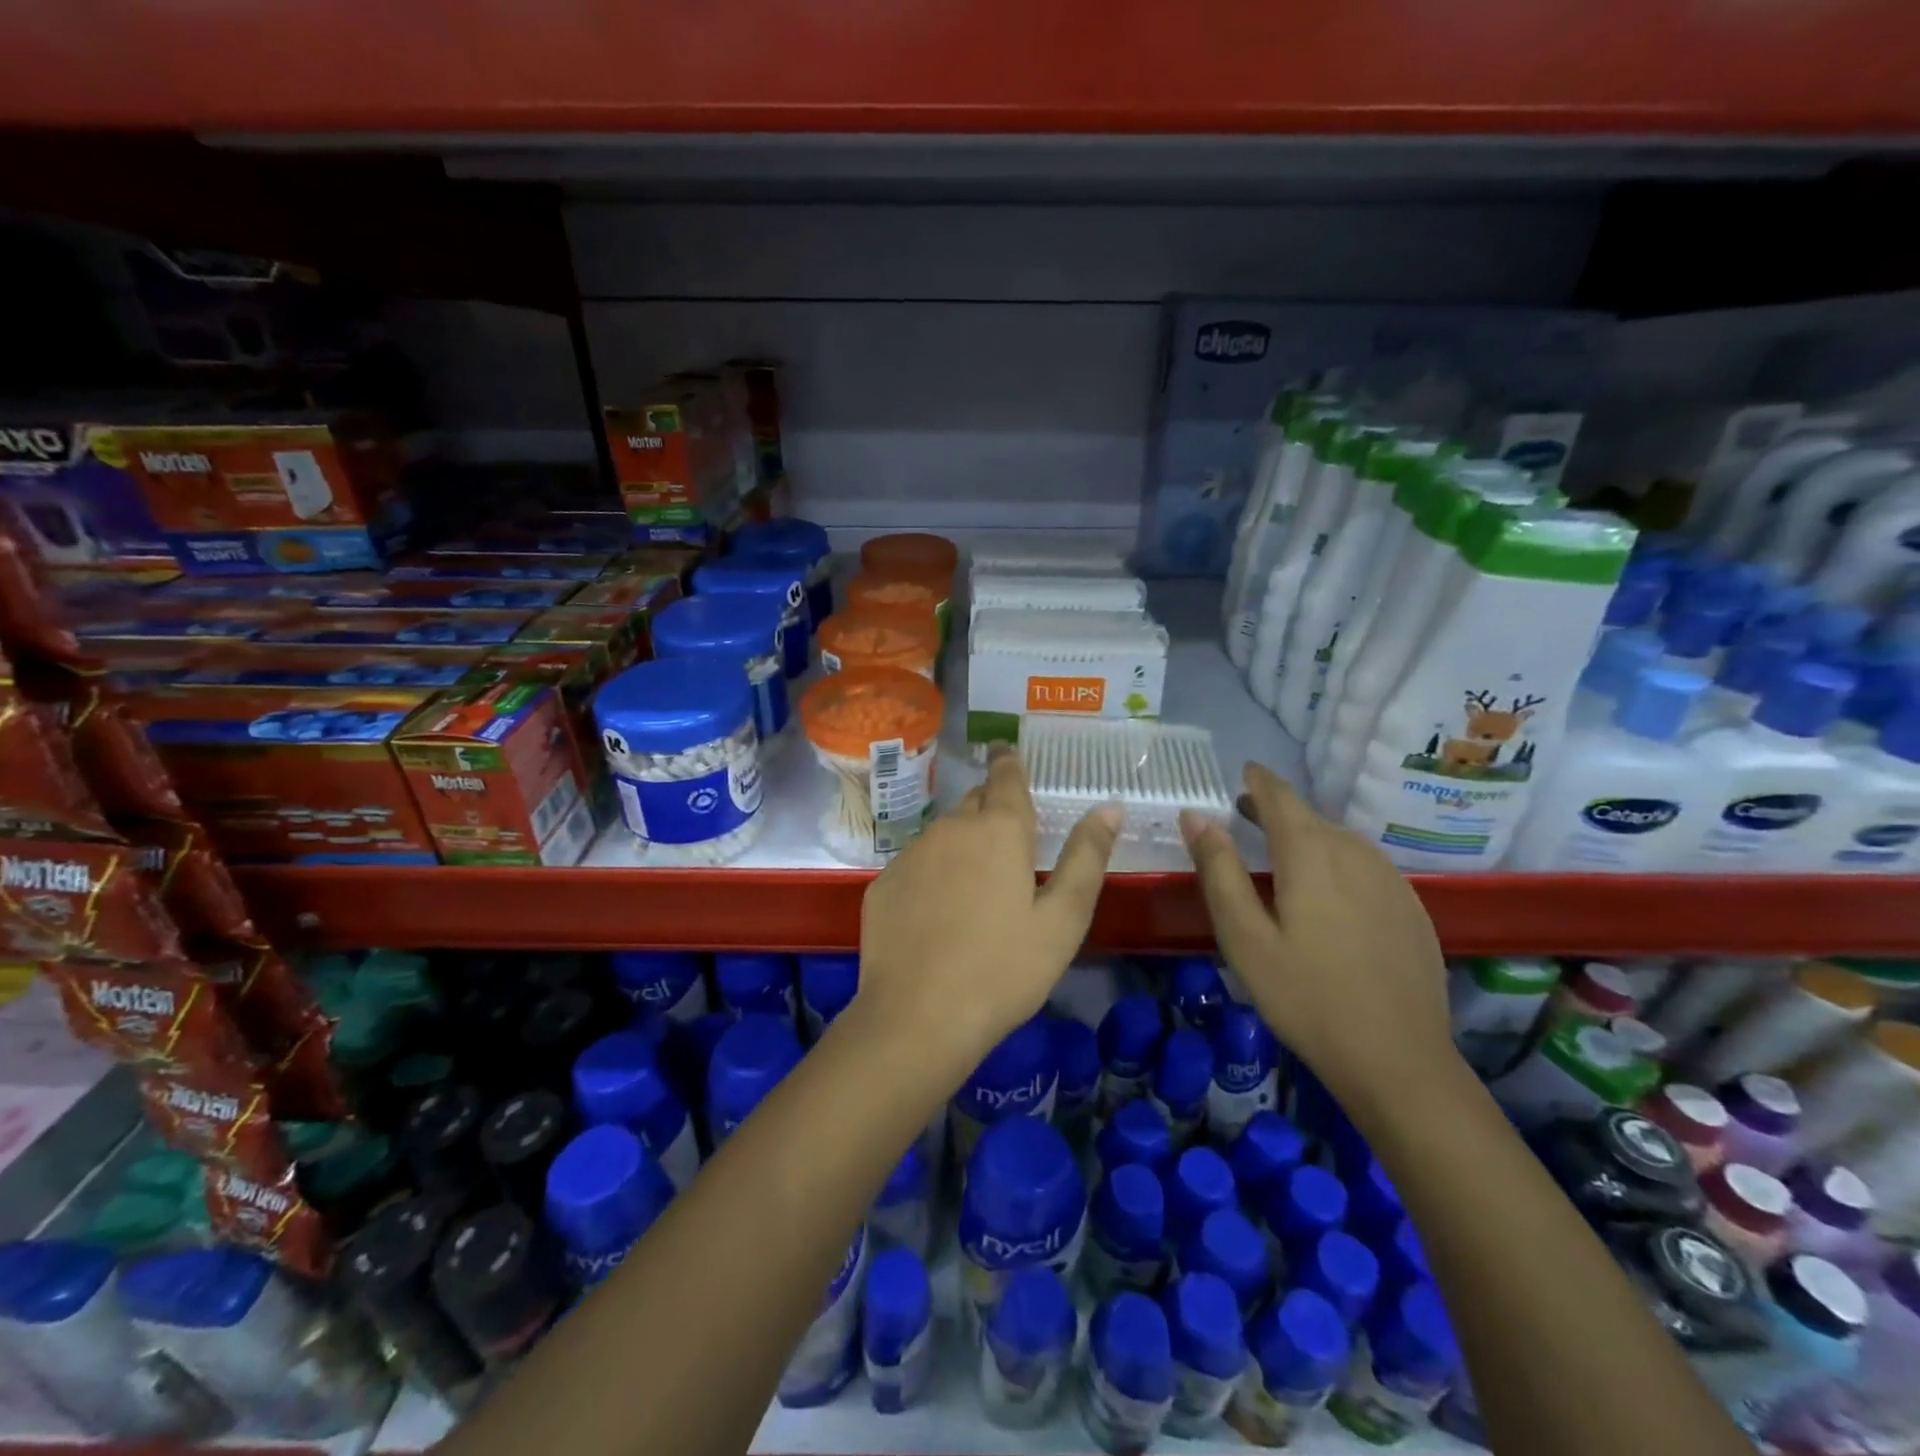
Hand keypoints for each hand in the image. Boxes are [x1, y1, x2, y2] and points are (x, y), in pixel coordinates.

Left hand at [857, 748, 1120, 1063]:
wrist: (917, 1018)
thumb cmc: (1003, 970)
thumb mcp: (1062, 920)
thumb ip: (1086, 858)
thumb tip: (1108, 809)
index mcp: (998, 830)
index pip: (1005, 776)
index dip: (1010, 762)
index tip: (1008, 751)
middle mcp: (950, 828)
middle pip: (975, 803)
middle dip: (991, 809)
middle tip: (1008, 839)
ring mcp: (911, 854)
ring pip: (944, 835)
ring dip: (962, 846)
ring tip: (975, 888)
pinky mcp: (883, 883)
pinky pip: (916, 865)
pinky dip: (932, 875)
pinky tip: (937, 915)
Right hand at [1181, 763, 1455, 1111]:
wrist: (1398, 1061)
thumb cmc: (1305, 997)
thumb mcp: (1244, 936)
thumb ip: (1218, 870)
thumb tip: (1195, 815)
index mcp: (1311, 854)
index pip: (1281, 797)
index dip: (1260, 781)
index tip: (1244, 771)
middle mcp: (1356, 853)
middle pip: (1312, 818)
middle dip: (1278, 810)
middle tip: (1247, 814)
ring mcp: (1392, 880)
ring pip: (1341, 841)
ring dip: (1309, 836)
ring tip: (1282, 852)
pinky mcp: (1412, 908)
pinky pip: (1366, 866)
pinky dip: (1338, 862)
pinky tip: (1329, 892)